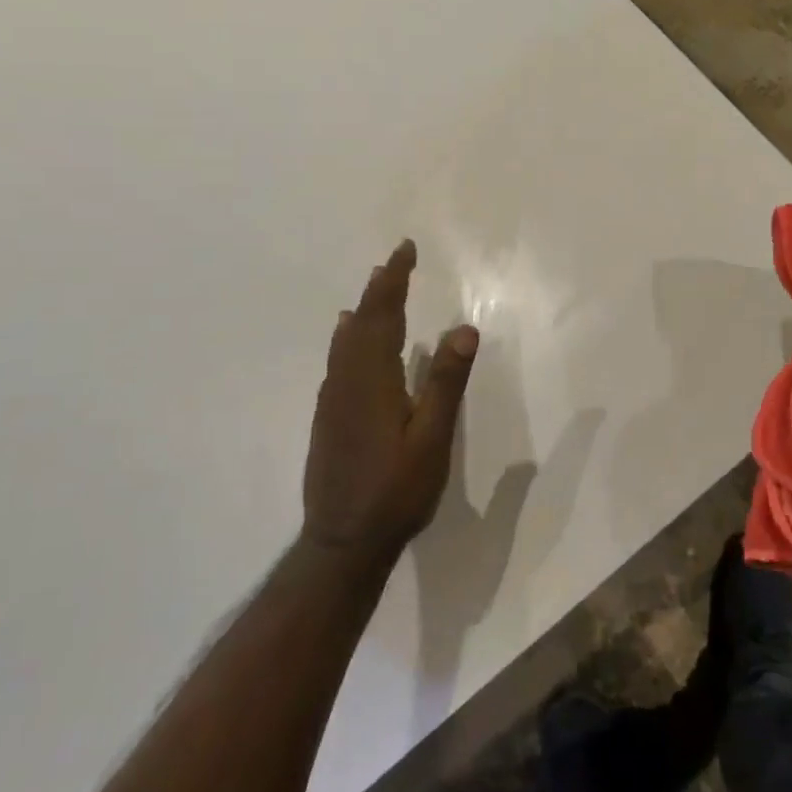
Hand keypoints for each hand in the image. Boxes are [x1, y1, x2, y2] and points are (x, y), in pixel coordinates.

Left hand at [302, 240, 479, 563]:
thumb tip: (463, 328)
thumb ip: (445, 382)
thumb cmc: (396, 490)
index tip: (405, 249)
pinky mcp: (327, 418)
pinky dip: (346, 338)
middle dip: (379, 289)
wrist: (342, 542)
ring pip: (344, 341)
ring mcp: (332, 400)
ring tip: (372, 289)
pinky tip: (347, 340)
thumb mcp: (432, 438)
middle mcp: (347, 381)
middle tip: (393, 261)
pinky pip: (337, 361)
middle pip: (361, 322)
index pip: (384, 314)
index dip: (395, 280)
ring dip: (362, 310)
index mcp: (373, 379)